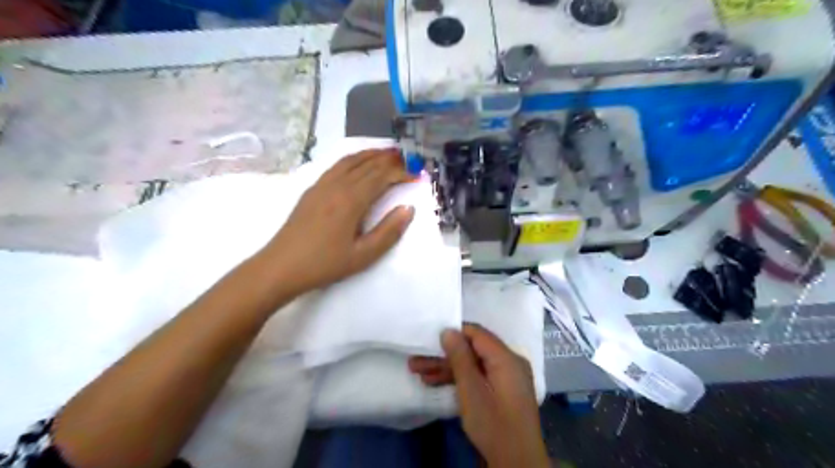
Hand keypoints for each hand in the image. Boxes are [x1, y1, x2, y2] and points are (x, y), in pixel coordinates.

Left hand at [260, 151, 413, 293]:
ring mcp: (322, 184)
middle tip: (410, 157)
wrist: (281, 267)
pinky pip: (337, 165)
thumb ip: (389, 231)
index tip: (418, 175)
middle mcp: (337, 185)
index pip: (382, 176)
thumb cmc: (325, 264)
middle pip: (368, 164)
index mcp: (351, 200)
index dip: (402, 173)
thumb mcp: (363, 255)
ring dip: (372, 154)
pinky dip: (354, 158)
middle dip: (390, 159)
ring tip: (389, 152)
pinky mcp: (312, 189)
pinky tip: (358, 162)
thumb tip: (408, 209)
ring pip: (351, 160)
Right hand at [410, 323, 551, 466]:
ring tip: (419, 372)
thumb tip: (448, 330)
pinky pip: (480, 376)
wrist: (516, 463)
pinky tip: (435, 383)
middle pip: (473, 350)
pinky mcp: (502, 391)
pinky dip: (460, 379)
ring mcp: (507, 377)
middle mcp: (509, 362)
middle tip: (417, 361)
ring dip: (447, 368)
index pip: (477, 333)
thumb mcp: (471, 390)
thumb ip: (460, 357)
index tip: (430, 340)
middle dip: (444, 355)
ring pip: (474, 364)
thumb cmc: (493, 424)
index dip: (453, 333)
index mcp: (506, 357)